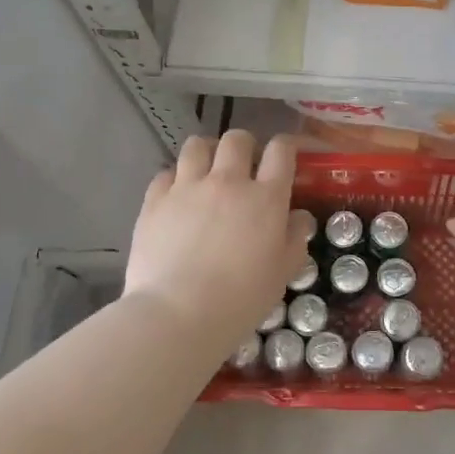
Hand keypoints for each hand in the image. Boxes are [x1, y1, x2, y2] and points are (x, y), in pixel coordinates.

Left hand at [124, 131, 313, 347]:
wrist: (178, 314)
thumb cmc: (241, 299)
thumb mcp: (282, 273)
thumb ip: (294, 238)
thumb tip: (299, 216)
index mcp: (266, 197)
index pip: (281, 150)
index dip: (286, 146)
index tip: (286, 155)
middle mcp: (228, 181)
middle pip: (237, 139)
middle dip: (244, 146)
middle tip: (243, 167)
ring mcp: (187, 187)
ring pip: (197, 145)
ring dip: (207, 153)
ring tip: (207, 171)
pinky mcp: (155, 200)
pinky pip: (166, 173)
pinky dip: (175, 179)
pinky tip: (177, 197)